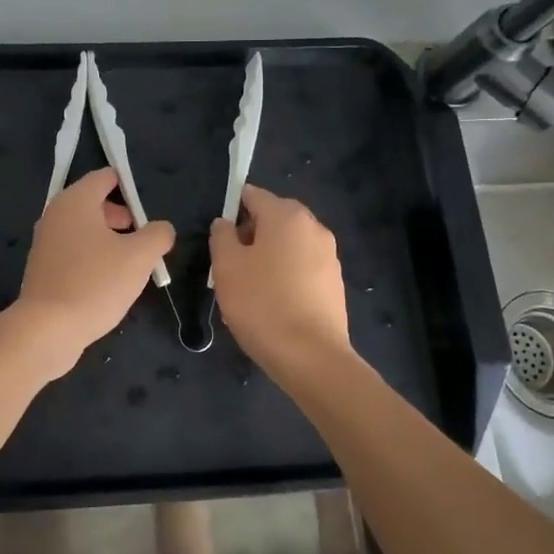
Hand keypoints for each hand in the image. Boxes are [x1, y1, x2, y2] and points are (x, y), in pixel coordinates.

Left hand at [14, 167, 173, 361]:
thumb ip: (157, 235)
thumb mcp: (139, 257)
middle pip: (93, 202)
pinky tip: (106, 281)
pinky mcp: (41, 267)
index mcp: (76, 201)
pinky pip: (72, 250)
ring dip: (107, 238)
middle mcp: (55, 214)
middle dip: (120, 215)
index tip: (149, 206)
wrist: (47, 328)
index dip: (129, 185)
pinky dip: (90, 256)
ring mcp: (44, 241)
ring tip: (129, 261)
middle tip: (142, 236)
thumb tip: (162, 228)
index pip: (104, 177)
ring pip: (82, 228)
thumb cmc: (95, 283)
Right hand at [210, 184, 351, 377]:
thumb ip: (221, 236)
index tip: (218, 238)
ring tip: (248, 290)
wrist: (312, 358)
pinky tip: (271, 305)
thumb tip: (226, 224)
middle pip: (273, 219)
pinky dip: (284, 277)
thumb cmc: (262, 304)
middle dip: (250, 236)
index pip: (252, 195)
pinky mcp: (335, 283)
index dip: (231, 210)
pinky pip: (301, 268)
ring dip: (267, 258)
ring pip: (287, 246)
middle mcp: (313, 227)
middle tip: (229, 266)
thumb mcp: (226, 266)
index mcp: (286, 215)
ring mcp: (329, 256)